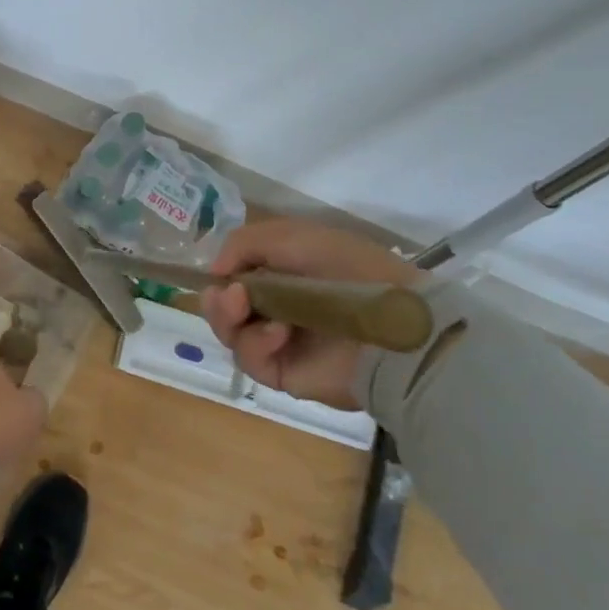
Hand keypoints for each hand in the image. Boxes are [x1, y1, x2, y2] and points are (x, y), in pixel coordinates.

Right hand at [201, 219, 418, 410]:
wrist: (393, 327)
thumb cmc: (348, 271)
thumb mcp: (294, 236)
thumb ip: (244, 243)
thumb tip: (215, 272)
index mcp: (281, 274)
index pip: (234, 277)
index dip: (222, 276)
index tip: (220, 274)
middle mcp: (276, 307)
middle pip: (223, 308)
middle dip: (217, 301)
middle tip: (230, 298)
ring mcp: (278, 342)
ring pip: (229, 334)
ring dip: (229, 319)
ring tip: (244, 309)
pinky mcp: (283, 372)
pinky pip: (249, 360)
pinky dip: (256, 344)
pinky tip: (278, 335)